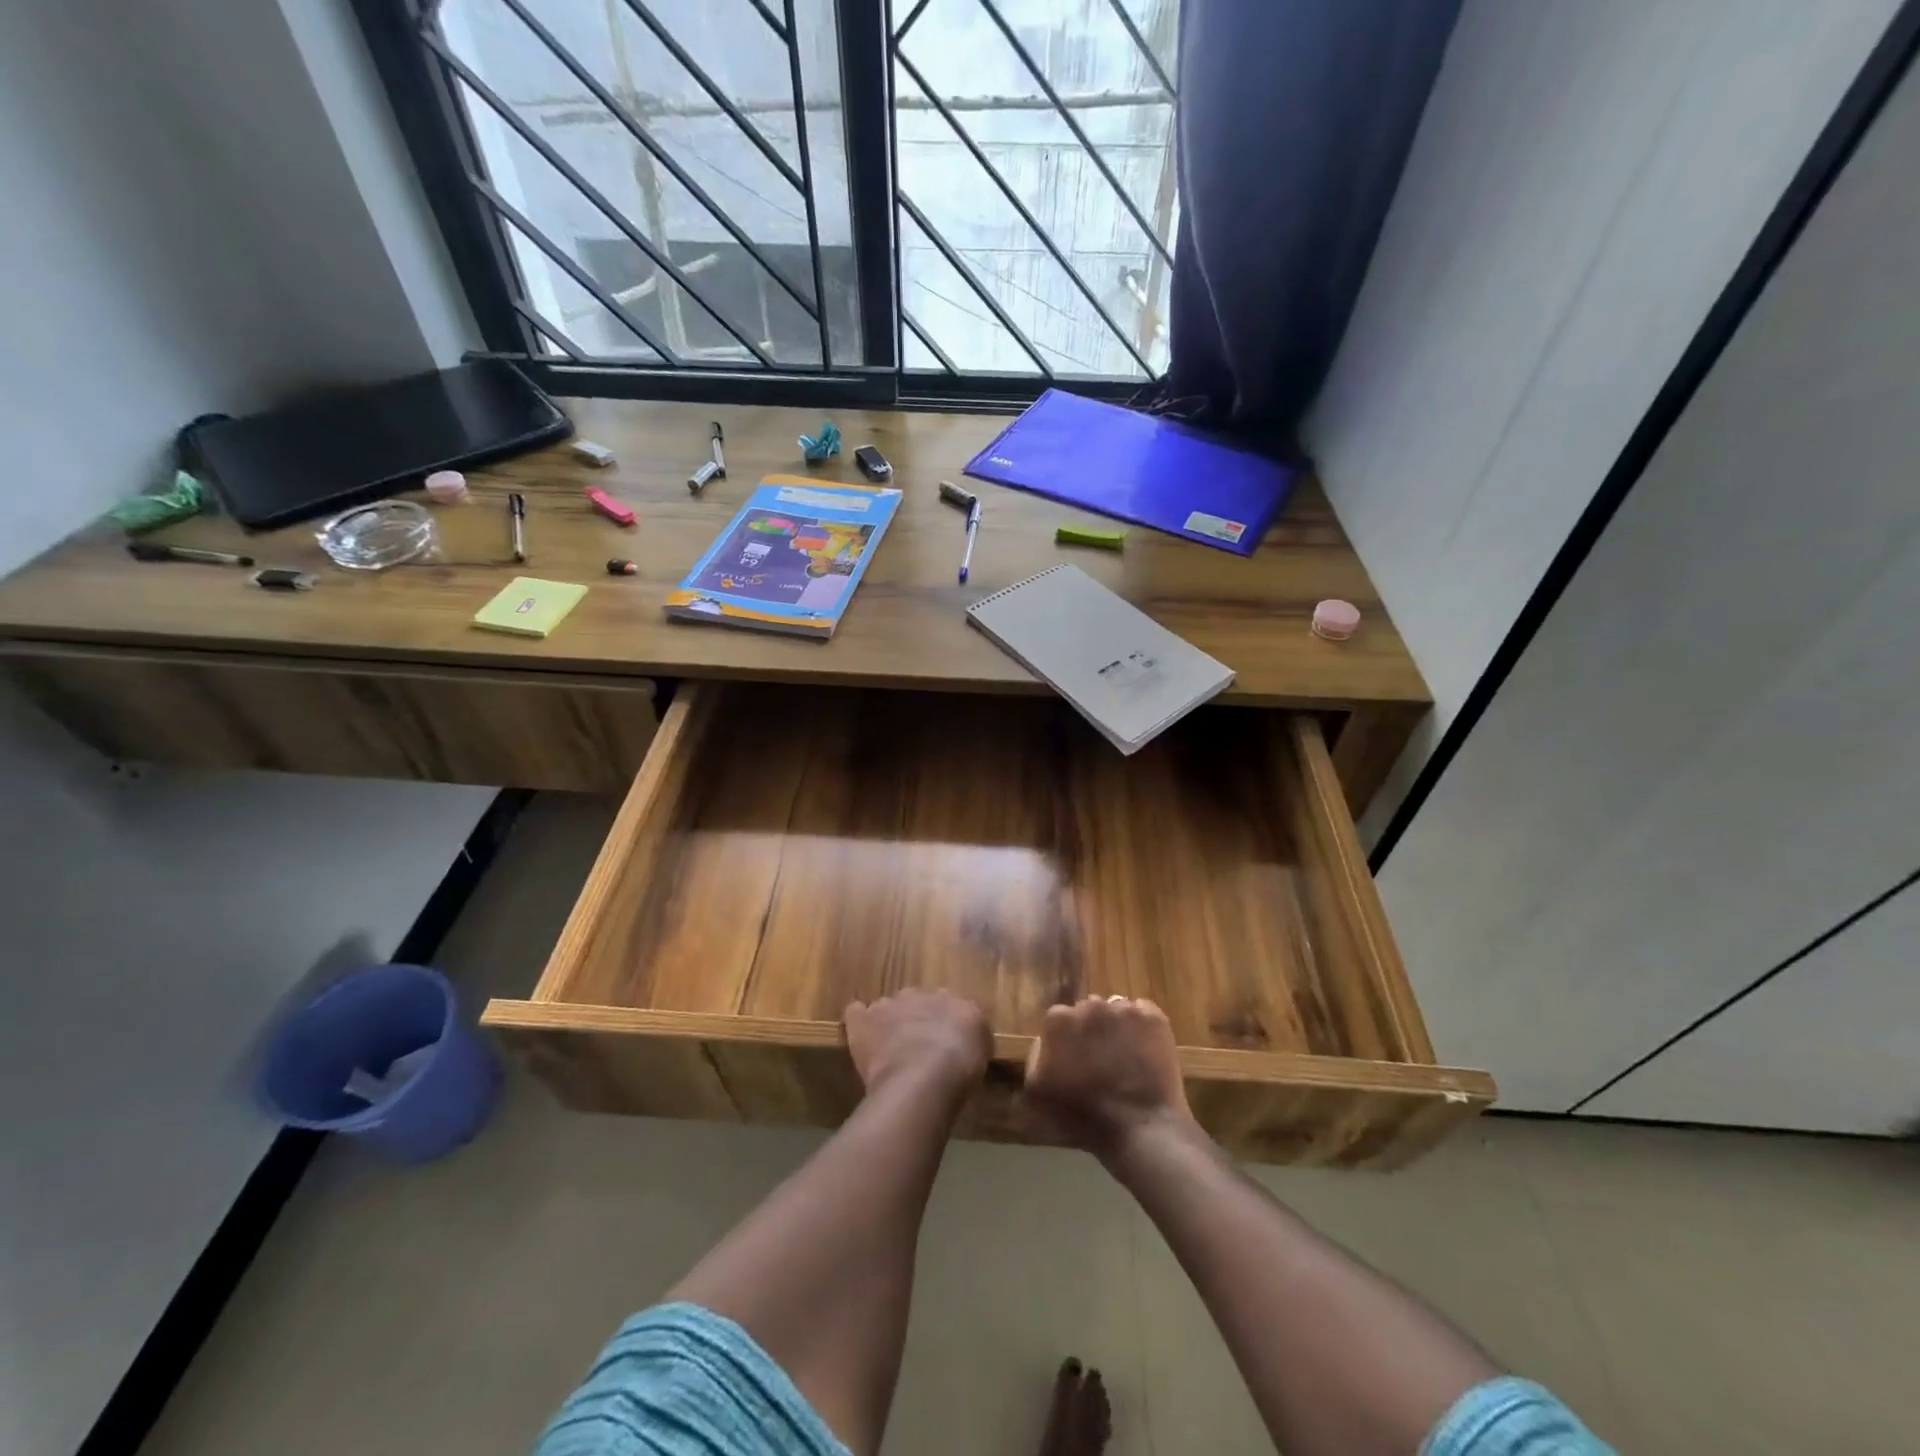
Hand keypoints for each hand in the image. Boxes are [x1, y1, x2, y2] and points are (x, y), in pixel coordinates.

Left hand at [844, 989, 990, 1100]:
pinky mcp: (864, 1020)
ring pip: (887, 1007)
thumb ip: (972, 1038)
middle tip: (916, 1046)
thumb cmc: (960, 1069)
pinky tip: (861, 1035)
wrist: (925, 1077)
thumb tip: (966, 1038)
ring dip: (887, 1023)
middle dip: (914, 1019)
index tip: (942, 1043)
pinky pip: (856, 1013)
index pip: (948, 1005)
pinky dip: (858, 1021)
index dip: (942, 1025)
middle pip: (916, 1002)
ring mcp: (890, 1004)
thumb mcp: (982, 1053)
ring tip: (887, 1049)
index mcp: (954, 1001)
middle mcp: (922, 994)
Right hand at [1023, 996, 1192, 1156]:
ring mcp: (1124, 1010)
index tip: (1075, 1061)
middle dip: (1092, 1030)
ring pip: (1116, 1011)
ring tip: (1125, 1057)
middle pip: (1088, 1011)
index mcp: (1059, 1020)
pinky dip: (1142, 1027)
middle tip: (1100, 1060)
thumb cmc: (1084, 1116)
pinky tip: (1144, 1051)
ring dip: (1117, 1027)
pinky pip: (1144, 1013)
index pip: (1059, 1019)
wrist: (1140, 1129)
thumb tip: (1045, 1040)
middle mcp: (1090, 1005)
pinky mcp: (1154, 1018)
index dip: (1067, 1040)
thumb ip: (1036, 1056)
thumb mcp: (1038, 1092)